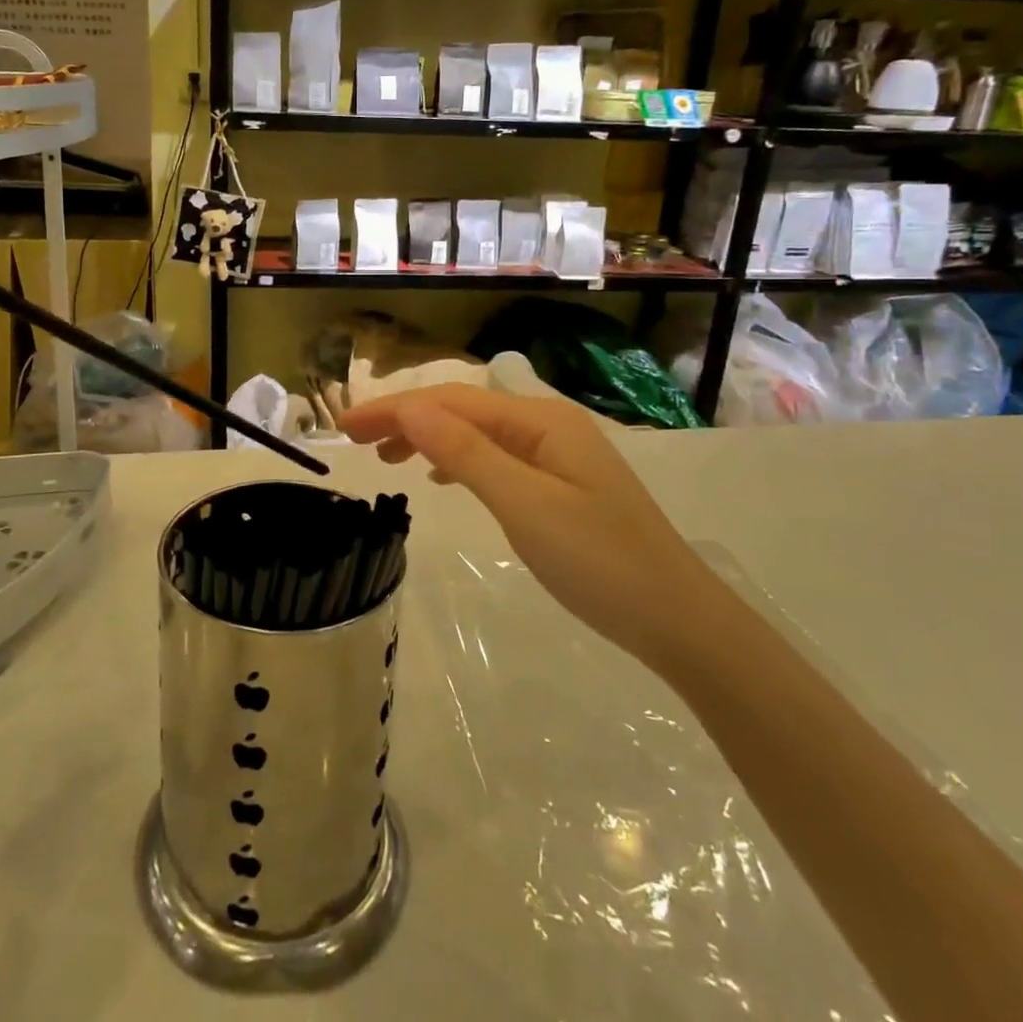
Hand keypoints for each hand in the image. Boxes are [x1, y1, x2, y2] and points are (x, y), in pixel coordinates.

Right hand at [340, 385, 714, 664]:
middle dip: (406, 418)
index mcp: (540, 420)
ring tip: (386, 458)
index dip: (394, 409)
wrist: (678, 619)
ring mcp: (557, 455)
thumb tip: (409, 408)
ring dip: (429, 438)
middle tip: (356, 441)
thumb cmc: (599, 560)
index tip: (344, 427)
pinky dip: (458, 461)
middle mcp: (547, 425)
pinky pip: (495, 458)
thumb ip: (465, 454)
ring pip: (477, 433)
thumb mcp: (524, 504)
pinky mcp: (560, 485)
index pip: (451, 401)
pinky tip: (441, 476)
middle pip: (462, 410)